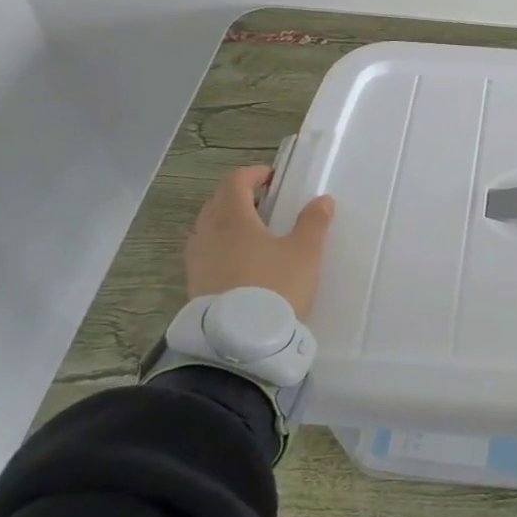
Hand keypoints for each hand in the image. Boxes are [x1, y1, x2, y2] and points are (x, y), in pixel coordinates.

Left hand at [185, 166, 335, 315]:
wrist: (240, 342)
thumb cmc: (275, 286)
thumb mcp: (305, 252)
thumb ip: (314, 222)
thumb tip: (322, 200)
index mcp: (233, 218)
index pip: (235, 182)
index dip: (253, 174)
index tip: (272, 178)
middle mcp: (208, 234)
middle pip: (217, 202)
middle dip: (239, 196)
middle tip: (265, 203)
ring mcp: (197, 261)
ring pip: (207, 228)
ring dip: (227, 222)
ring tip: (253, 234)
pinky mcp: (194, 285)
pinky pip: (205, 253)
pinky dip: (220, 246)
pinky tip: (240, 262)